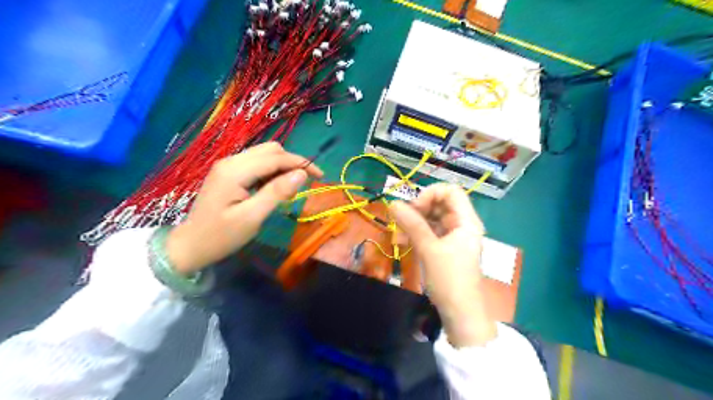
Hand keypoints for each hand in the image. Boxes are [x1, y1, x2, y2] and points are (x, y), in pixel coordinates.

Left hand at [166, 143, 320, 276]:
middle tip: (304, 184)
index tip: (321, 176)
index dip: (301, 163)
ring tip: (289, 189)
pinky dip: (271, 172)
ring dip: (282, 167)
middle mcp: (231, 161)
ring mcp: (228, 165)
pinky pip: (257, 164)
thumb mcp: (253, 217)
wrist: (190, 245)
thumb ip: (277, 192)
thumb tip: (302, 174)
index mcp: (235, 170)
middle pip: (271, 150)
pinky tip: (273, 189)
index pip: (276, 157)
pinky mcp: (228, 172)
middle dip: (292, 163)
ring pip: (264, 155)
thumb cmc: (221, 235)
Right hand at [390, 183, 496, 346]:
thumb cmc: (450, 280)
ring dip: (413, 223)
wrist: (460, 315)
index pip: (450, 191)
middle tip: (401, 221)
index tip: (414, 208)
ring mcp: (453, 237)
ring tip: (397, 235)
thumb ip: (412, 224)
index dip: (430, 194)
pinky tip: (402, 242)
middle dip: (418, 209)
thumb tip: (393, 203)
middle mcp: (461, 225)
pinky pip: (429, 233)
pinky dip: (416, 234)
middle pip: (439, 204)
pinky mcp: (445, 249)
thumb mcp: (429, 250)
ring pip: (432, 219)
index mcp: (466, 221)